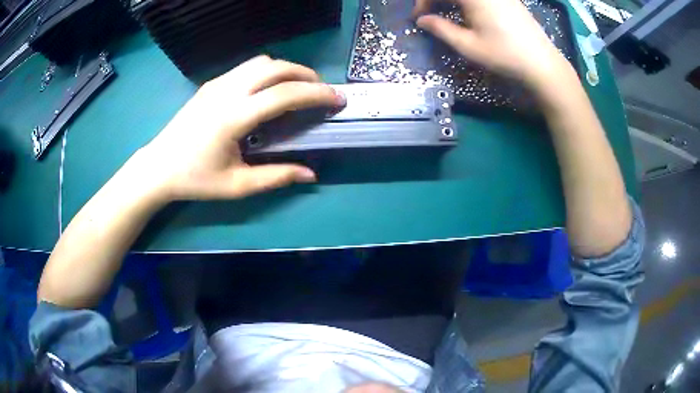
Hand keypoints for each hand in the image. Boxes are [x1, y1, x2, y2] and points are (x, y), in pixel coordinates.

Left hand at [130, 55, 344, 202]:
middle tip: (321, 92)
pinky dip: (268, 72)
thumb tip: (311, 175)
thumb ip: (276, 177)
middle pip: (276, 67)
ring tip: (298, 88)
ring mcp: (217, 84)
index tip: (337, 100)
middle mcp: (227, 92)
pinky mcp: (211, 84)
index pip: (284, 94)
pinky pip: (246, 68)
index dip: (316, 94)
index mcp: (233, 117)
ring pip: (261, 62)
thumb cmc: (195, 180)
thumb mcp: (237, 186)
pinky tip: (269, 91)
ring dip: (286, 70)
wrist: (158, 167)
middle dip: (305, 74)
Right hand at [414, 0, 575, 92]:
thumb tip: (421, 20)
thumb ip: (440, 29)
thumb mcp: (468, 45)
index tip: (419, 18)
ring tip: (446, 14)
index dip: (423, 2)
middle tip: (430, 15)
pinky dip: (466, 2)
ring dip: (451, 1)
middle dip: (435, 0)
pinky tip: (467, 13)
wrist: (542, 63)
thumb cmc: (504, 55)